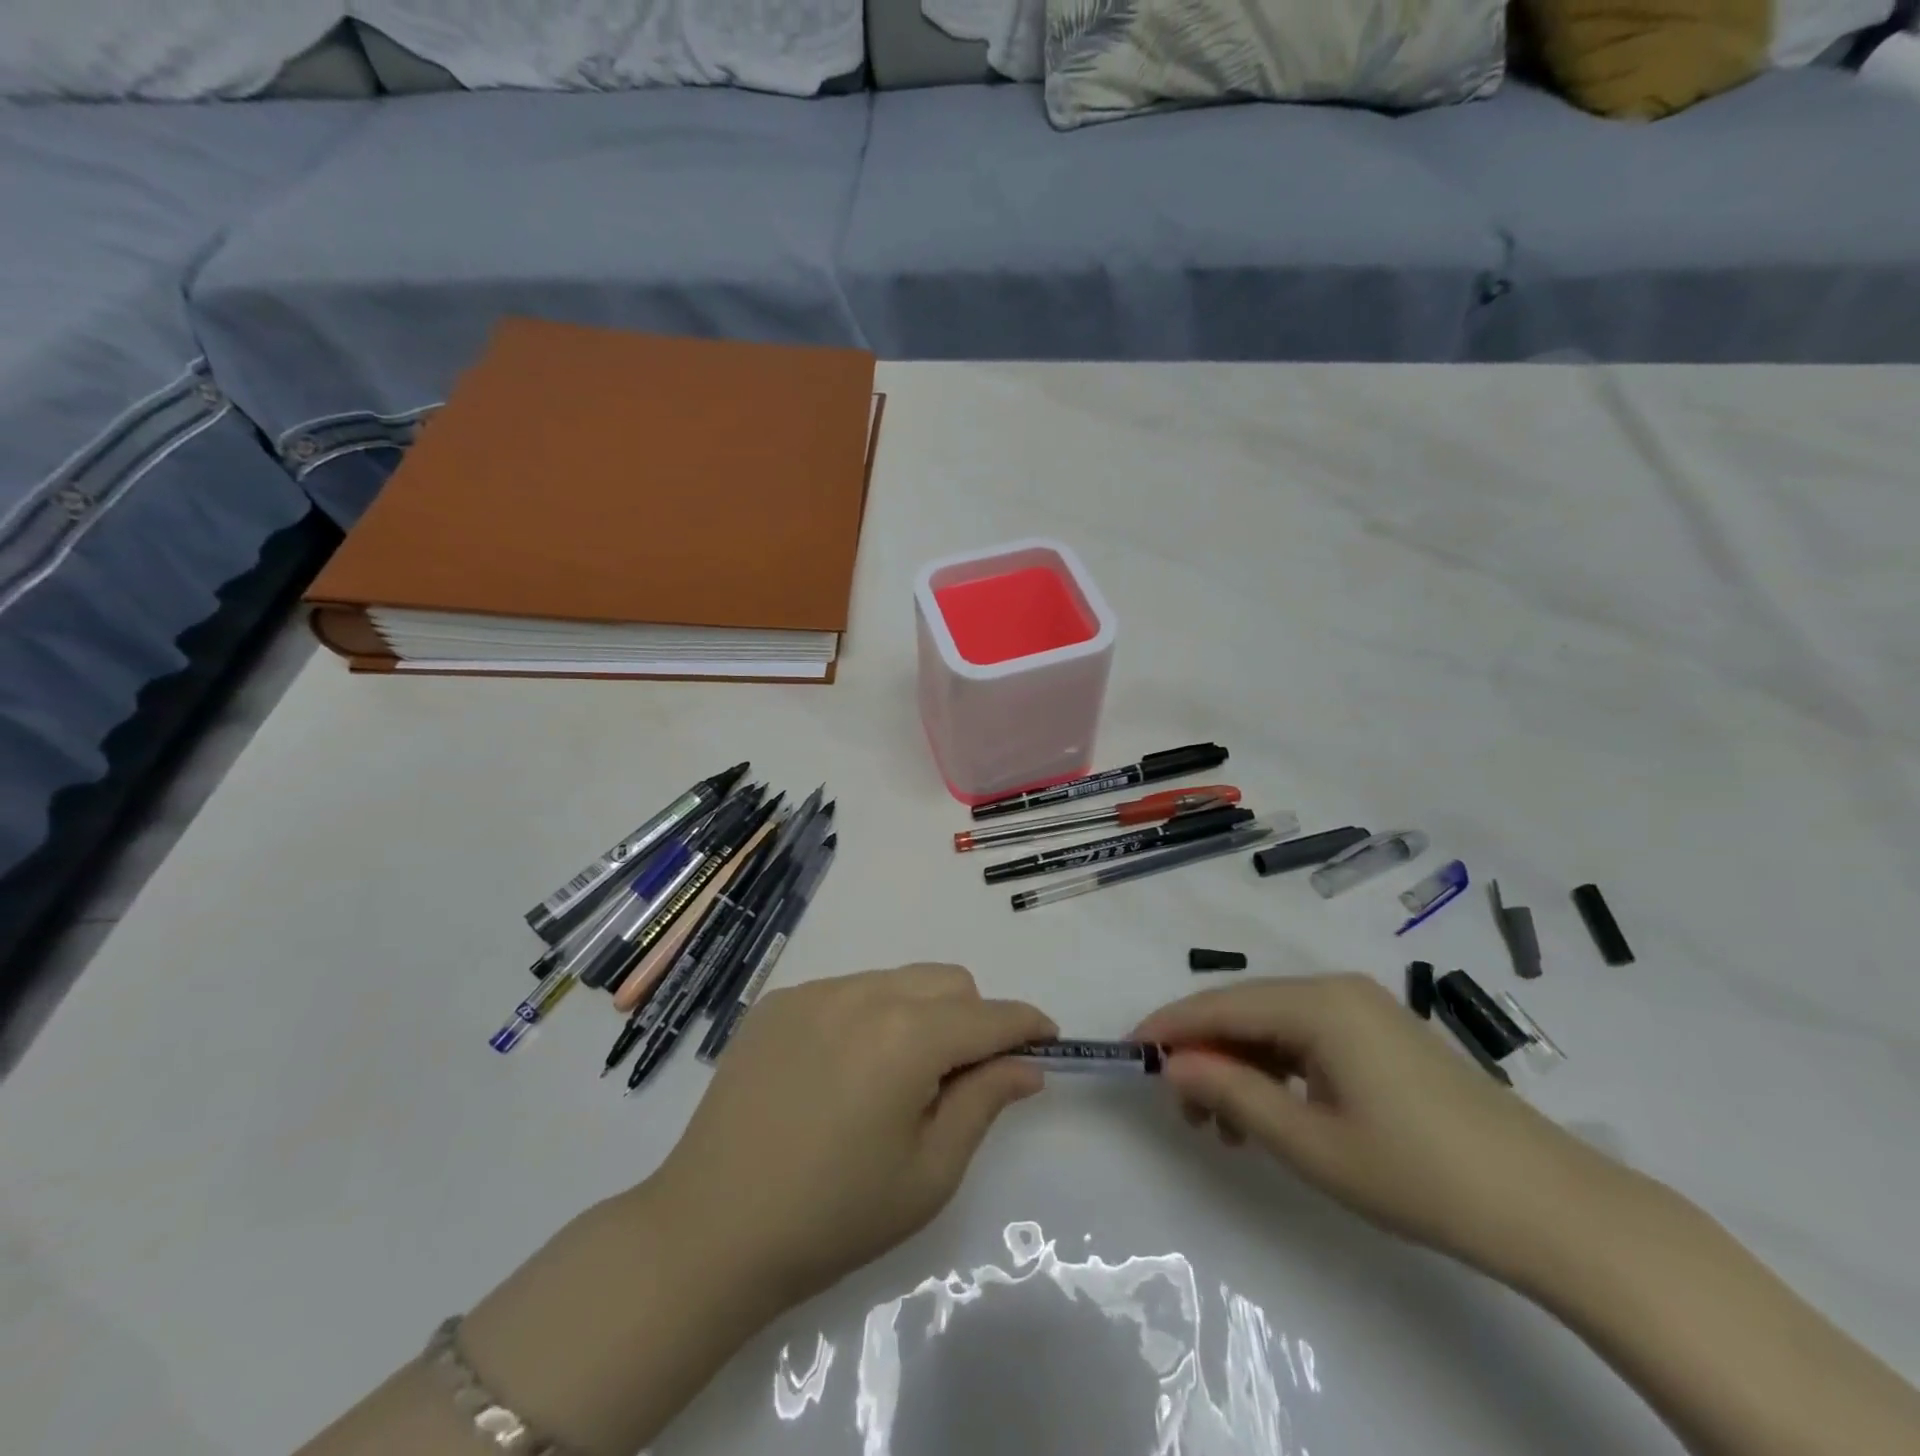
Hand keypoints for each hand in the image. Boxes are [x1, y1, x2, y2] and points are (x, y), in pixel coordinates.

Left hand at [654, 965, 1054, 1306]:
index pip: (989, 1016)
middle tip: (960, 1079)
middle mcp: (865, 994)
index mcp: (908, 1037)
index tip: (1047, 1040)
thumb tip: (1026, 1065)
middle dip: (973, 1018)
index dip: (1026, 1025)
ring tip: (895, 1078)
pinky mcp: (781, 1000)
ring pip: (899, 980)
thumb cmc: (834, 1216)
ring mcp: (817, 991)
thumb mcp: (929, 1173)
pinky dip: (869, 1016)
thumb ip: (984, 1103)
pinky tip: (842, 1071)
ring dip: (921, 1014)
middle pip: (948, 982)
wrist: (710, 1229)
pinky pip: (849, 990)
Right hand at [1133, 974, 1624, 1279]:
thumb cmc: (1421, 1175)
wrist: (1554, 1210)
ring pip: (1273, 1024)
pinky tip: (1271, 1112)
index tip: (1128, 1053)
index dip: (1169, 1027)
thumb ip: (1232, 1094)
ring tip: (1224, 1126)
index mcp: (1318, 1003)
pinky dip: (1276, 1069)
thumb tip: (1172, 1065)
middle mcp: (1335, 989)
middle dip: (1204, 1053)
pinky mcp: (1382, 1036)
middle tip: (1183, 1111)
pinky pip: (1307, 1039)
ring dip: (1238, 1065)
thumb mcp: (1311, 1144)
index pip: (1219, 1003)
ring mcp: (1363, 1010)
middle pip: (1244, 1009)